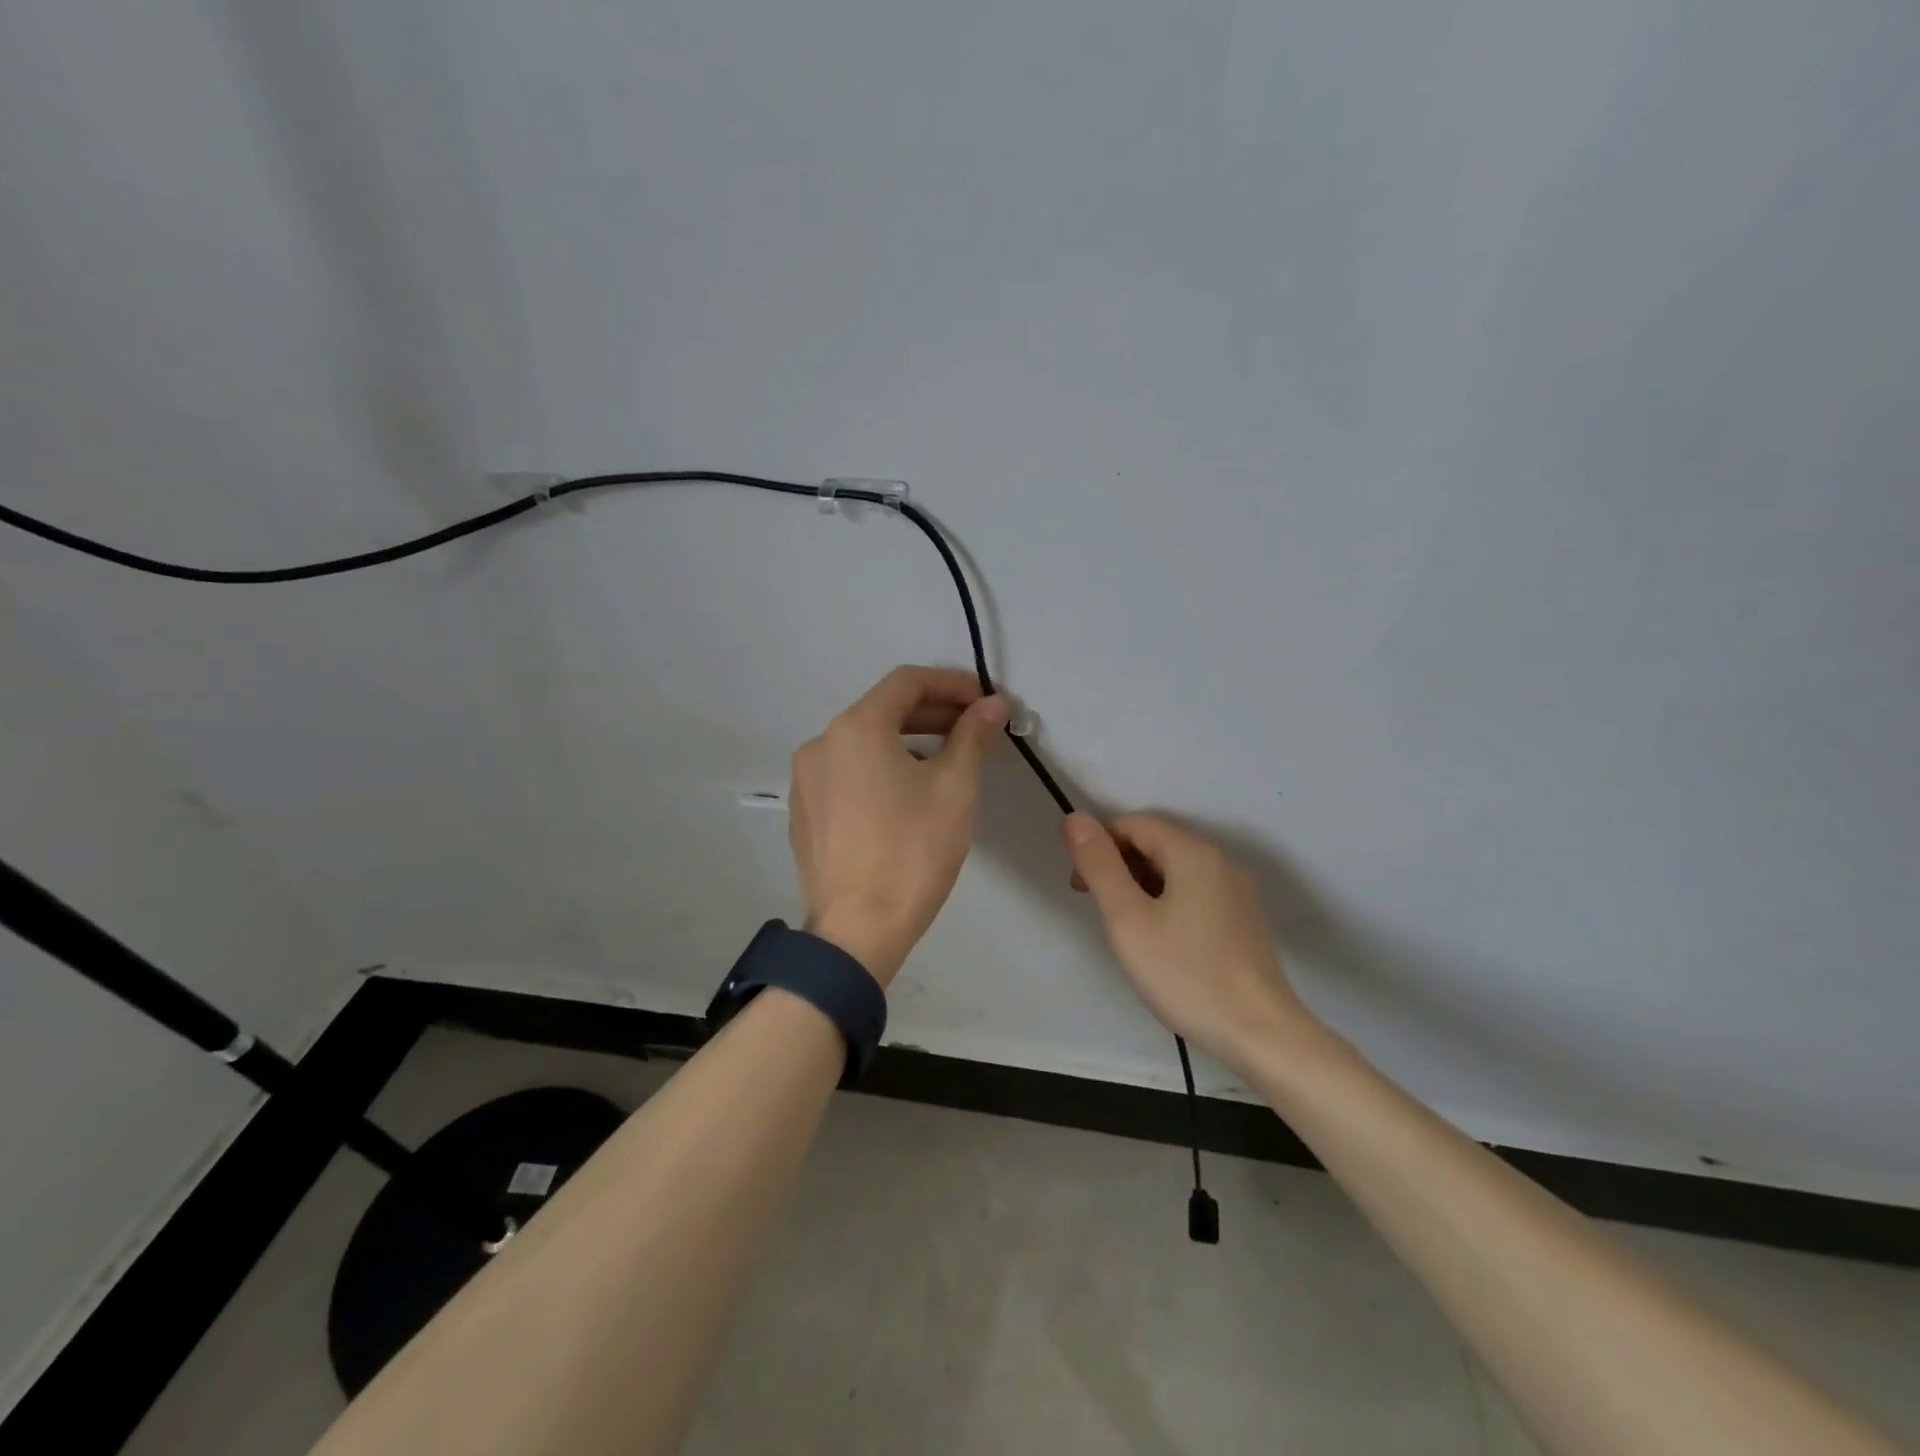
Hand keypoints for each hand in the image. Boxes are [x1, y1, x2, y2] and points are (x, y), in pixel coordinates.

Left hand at [789, 666, 1006, 983]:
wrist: (858, 929)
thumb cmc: (912, 851)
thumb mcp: (953, 788)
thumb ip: (972, 736)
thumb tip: (992, 705)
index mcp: (855, 728)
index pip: (907, 681)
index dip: (951, 683)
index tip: (984, 700)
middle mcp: (821, 743)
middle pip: (883, 710)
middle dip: (932, 713)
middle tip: (974, 728)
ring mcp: (806, 779)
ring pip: (864, 743)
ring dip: (907, 741)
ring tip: (947, 762)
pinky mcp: (804, 811)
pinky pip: (847, 773)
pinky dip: (880, 769)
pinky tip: (907, 795)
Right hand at [1062, 812, 1321, 1068]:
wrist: (1261, 1034)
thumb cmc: (1187, 975)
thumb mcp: (1128, 920)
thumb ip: (1100, 866)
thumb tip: (1075, 820)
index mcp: (1193, 853)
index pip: (1132, 824)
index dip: (1099, 846)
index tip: (1081, 888)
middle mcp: (1220, 861)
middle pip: (1156, 843)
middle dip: (1119, 866)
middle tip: (1100, 911)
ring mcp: (1237, 891)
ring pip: (1175, 869)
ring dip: (1141, 886)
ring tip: (1129, 931)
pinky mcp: (1244, 918)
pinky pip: (1195, 892)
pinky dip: (1168, 902)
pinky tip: (1162, 942)